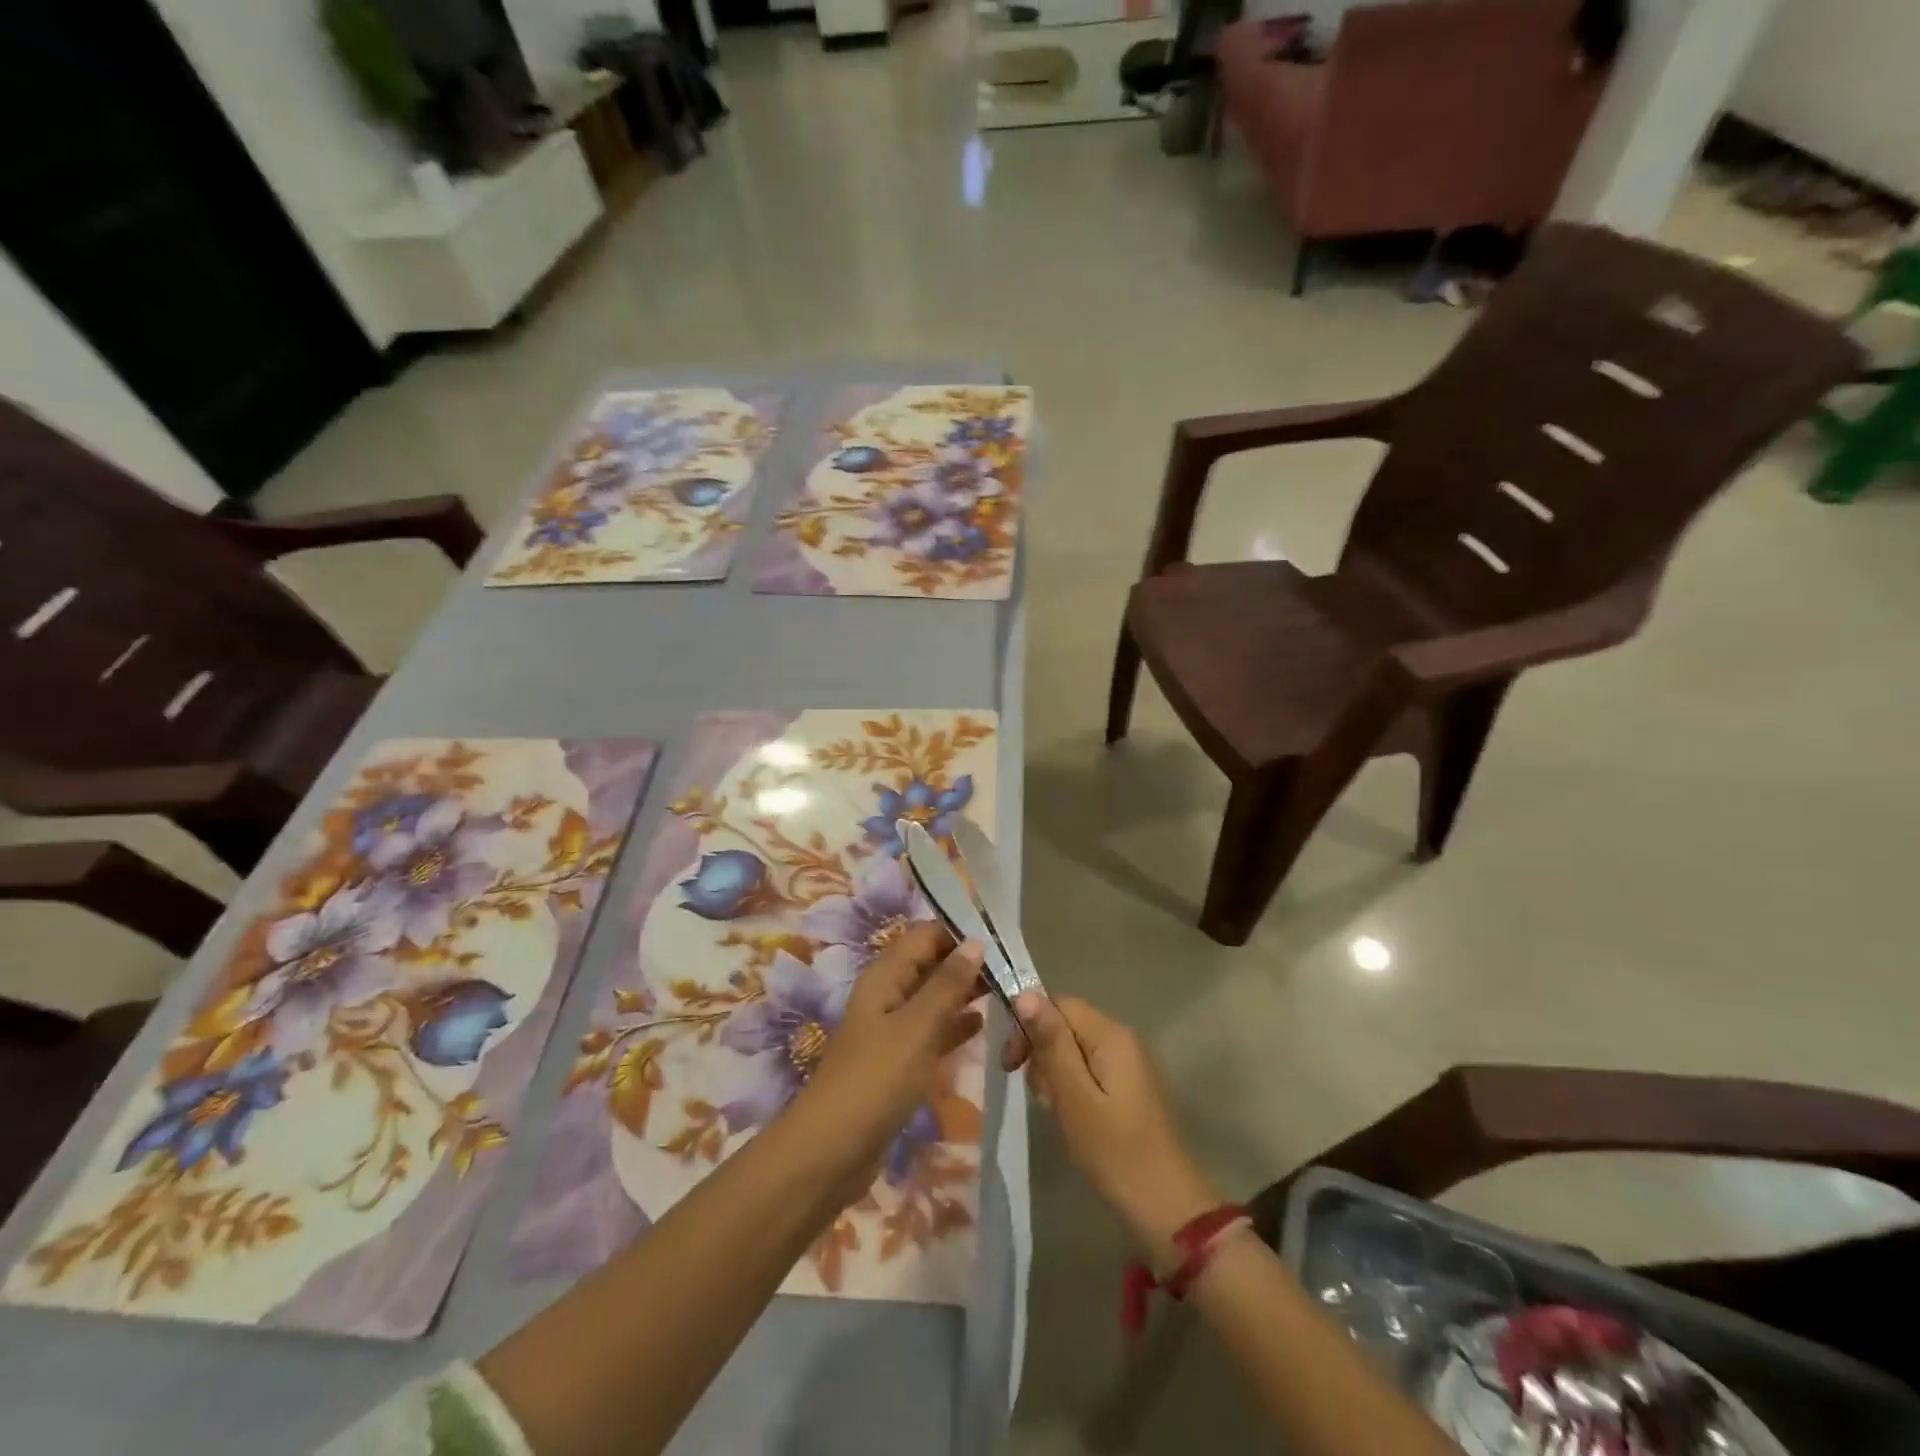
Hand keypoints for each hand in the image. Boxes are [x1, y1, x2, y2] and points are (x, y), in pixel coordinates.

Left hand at [793, 922, 986, 1201]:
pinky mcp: (898, 1060)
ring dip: (964, 992)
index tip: (1002, 939)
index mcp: (885, 976)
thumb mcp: (917, 1027)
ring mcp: (892, 1029)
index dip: (960, 933)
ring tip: (1006, 991)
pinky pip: (931, 1030)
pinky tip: (982, 1025)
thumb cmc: (876, 1080)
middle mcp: (888, 994)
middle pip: (930, 964)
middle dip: (967, 962)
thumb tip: (976, 942)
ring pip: (933, 997)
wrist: (832, 1150)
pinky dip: (954, 1024)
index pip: (925, 936)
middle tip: (1012, 969)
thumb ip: (947, 984)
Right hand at [1003, 993, 1220, 1257]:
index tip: (1011, 1065)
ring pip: (1073, 1050)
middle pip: (1065, 1025)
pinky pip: (1088, 1071)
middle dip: (1043, 1055)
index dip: (1028, 1026)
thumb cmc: (1114, 1151)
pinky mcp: (1127, 1087)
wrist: (1166, 1207)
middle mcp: (1121, 1039)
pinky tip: (1072, 1118)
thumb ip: (1051, 1043)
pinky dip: (1072, 1089)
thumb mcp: (1074, 1096)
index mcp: (1110, 1035)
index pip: (1058, 1004)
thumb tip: (1026, 994)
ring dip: (1055, 1075)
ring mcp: (1127, 1063)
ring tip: (1057, 1113)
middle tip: (1041, 1098)